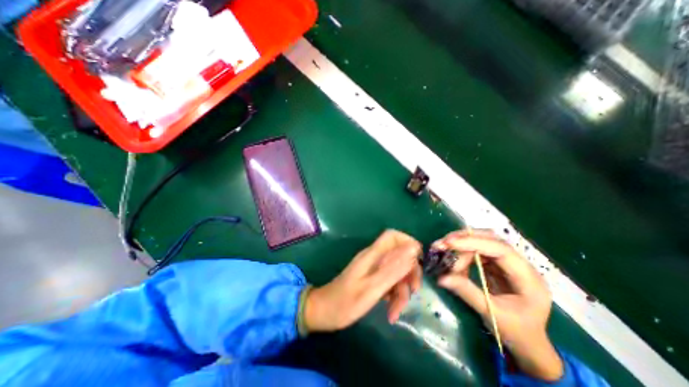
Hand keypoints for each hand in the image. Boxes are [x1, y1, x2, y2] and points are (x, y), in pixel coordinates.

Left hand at [303, 230, 422, 331]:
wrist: (324, 312)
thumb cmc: (345, 302)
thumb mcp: (372, 288)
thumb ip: (393, 269)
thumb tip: (413, 249)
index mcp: (372, 255)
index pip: (393, 236)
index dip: (408, 243)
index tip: (419, 262)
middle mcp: (374, 258)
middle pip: (399, 255)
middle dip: (409, 273)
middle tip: (412, 292)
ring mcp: (373, 268)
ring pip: (396, 271)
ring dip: (401, 290)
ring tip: (395, 311)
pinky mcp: (372, 278)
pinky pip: (389, 281)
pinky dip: (394, 295)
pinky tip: (390, 310)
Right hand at [432, 230, 562, 380]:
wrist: (529, 344)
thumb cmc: (516, 332)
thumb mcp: (491, 313)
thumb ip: (467, 292)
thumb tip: (441, 278)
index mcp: (528, 278)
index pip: (500, 250)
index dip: (473, 243)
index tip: (448, 243)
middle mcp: (520, 265)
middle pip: (491, 239)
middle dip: (464, 239)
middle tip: (441, 244)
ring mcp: (508, 263)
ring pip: (482, 242)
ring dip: (460, 246)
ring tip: (443, 253)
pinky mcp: (498, 264)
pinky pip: (477, 251)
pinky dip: (462, 254)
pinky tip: (453, 262)